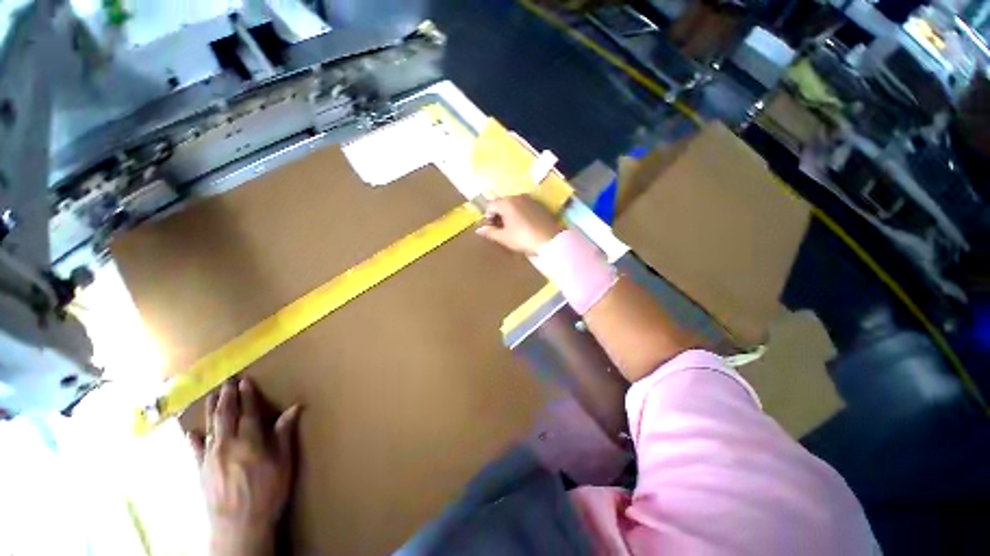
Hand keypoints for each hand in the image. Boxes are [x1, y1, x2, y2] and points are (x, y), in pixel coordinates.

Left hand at [189, 379, 300, 555]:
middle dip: (227, 397)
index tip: (245, 381)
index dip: (248, 396)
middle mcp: (227, 444)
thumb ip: (284, 434)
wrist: (239, 525)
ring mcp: (210, 458)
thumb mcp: (283, 463)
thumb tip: (295, 408)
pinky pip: (195, 450)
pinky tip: (191, 432)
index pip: (249, 412)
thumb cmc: (268, 492)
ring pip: (210, 427)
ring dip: (211, 410)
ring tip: (212, 395)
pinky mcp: (200, 471)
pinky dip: (194, 439)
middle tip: (227, 382)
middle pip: (226, 415)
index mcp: (250, 441)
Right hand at [475, 195, 563, 255]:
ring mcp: (530, 199)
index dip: (488, 217)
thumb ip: (490, 232)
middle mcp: (517, 196)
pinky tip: (524, 225)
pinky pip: (525, 206)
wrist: (550, 240)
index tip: (491, 228)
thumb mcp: (504, 237)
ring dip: (510, 213)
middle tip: (501, 229)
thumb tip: (478, 230)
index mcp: (506, 202)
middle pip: (502, 203)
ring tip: (512, 228)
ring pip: (514, 204)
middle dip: (499, 214)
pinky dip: (521, 213)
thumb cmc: (523, 238)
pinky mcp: (540, 205)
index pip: (490, 205)